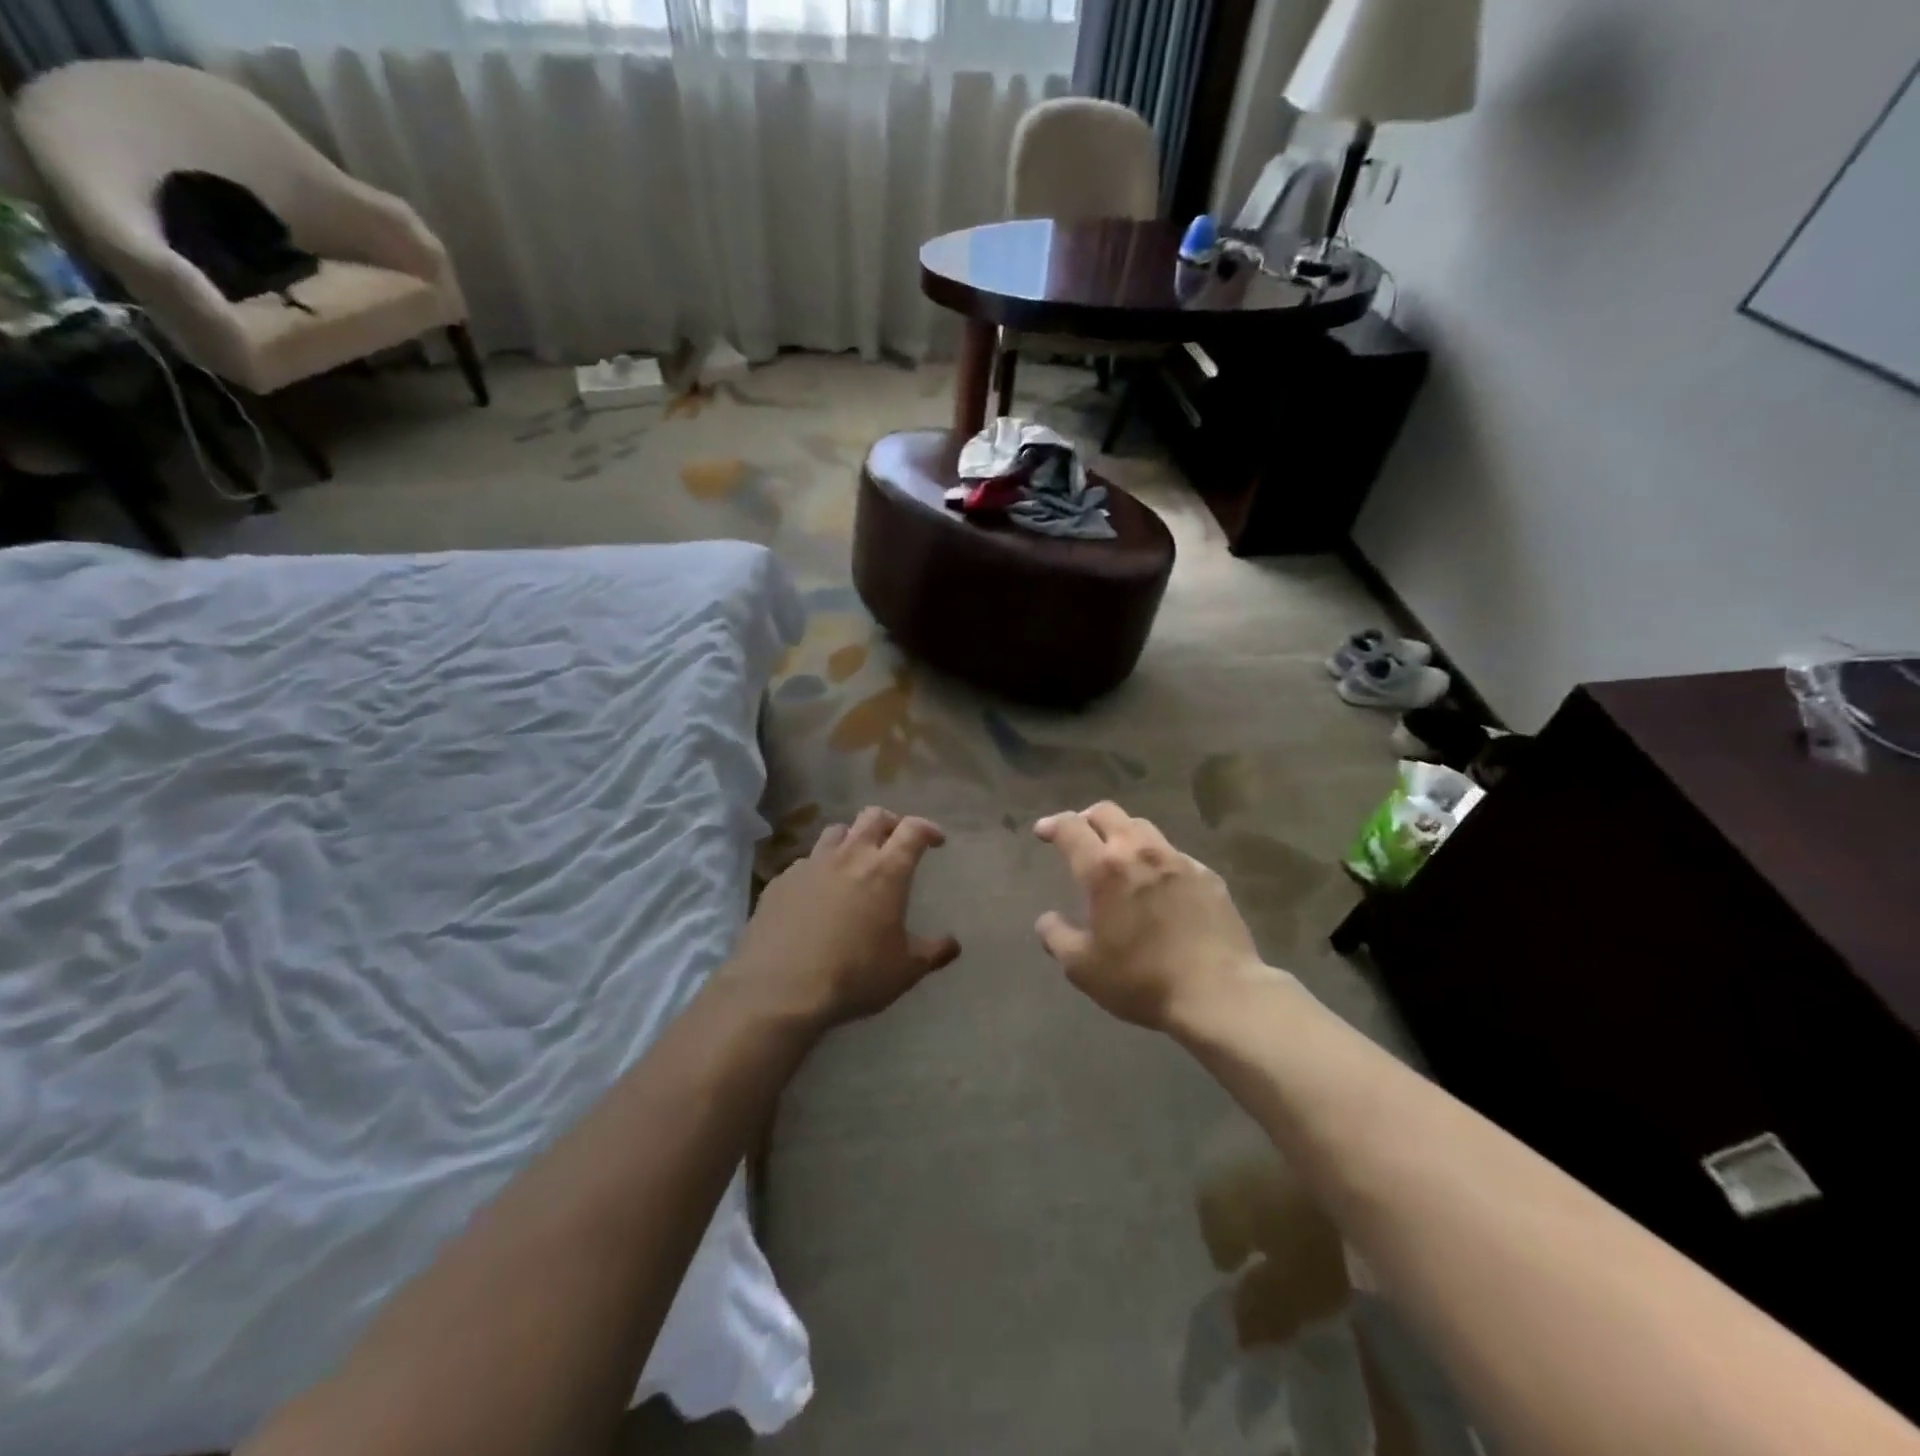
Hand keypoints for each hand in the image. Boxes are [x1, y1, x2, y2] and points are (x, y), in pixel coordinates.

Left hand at [732, 807, 960, 1026]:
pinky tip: (818, 893)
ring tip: (856, 859)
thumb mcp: (905, 970)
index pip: (913, 830)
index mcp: (886, 870)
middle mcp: (850, 856)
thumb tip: (953, 944)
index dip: (928, 829)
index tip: (936, 840)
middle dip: (891, 822)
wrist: (779, 989)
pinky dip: (820, 867)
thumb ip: (933, 952)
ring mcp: (811, 864)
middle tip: (897, 840)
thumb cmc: (854, 975)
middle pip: (873, 816)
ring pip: (836, 831)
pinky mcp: (781, 881)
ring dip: (852, 838)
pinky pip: (806, 862)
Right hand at [1034, 802, 1265, 1031]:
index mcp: (1104, 868)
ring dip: (1123, 834)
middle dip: (1087, 818)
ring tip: (1118, 855)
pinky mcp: (1207, 876)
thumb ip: (1057, 937)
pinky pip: (1174, 855)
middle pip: (1108, 813)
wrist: (1218, 993)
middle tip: (1079, 835)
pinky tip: (1158, 884)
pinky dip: (1156, 859)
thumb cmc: (1141, 979)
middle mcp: (1140, 852)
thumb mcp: (1083, 968)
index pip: (1071, 827)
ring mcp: (1179, 861)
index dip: (1053, 824)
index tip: (1043, 832)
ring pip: (1143, 828)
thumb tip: (1048, 919)